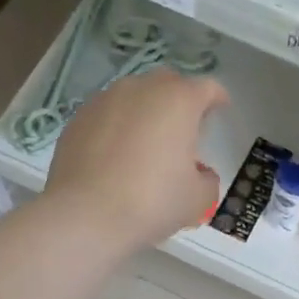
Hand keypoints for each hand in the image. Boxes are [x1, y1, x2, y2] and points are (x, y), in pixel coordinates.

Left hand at [43, 69, 227, 253]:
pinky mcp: (78, 118)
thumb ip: (207, 180)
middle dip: (180, 100)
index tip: (220, 111)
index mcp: (179, 101)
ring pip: (134, 97)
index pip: (207, 88)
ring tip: (147, 143)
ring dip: (146, 112)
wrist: (85, 215)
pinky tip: (117, 156)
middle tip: (184, 129)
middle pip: (168, 83)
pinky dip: (118, 127)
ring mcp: (104, 100)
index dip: (217, 99)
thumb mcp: (197, 199)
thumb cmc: (152, 202)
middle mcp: (141, 89)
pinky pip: (107, 115)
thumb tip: (200, 174)